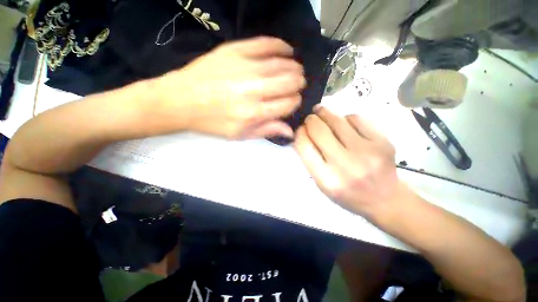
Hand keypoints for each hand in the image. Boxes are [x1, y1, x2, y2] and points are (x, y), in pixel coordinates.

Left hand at [155, 37, 305, 138]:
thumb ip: (267, 131)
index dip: (295, 102)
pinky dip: (282, 46)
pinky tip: (287, 51)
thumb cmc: (213, 122)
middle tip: (297, 84)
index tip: (293, 101)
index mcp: (255, 112)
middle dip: (298, 83)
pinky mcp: (236, 50)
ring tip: (295, 70)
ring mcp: (245, 67)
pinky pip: (267, 44)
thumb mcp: (240, 134)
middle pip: (290, 82)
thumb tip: (290, 130)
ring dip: (294, 67)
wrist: (182, 100)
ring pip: (283, 63)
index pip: (289, 103)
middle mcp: (254, 89)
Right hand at [294, 106, 400, 217]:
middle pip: (319, 130)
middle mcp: (345, 165)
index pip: (304, 146)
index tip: (300, 129)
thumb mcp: (321, 183)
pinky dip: (346, 118)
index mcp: (327, 179)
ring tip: (322, 113)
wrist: (384, 199)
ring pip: (337, 120)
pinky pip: (356, 119)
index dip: (299, 133)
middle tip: (310, 119)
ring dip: (325, 114)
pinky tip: (344, 124)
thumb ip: (310, 159)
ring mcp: (367, 152)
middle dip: (310, 120)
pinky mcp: (383, 142)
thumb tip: (302, 132)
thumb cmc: (347, 192)